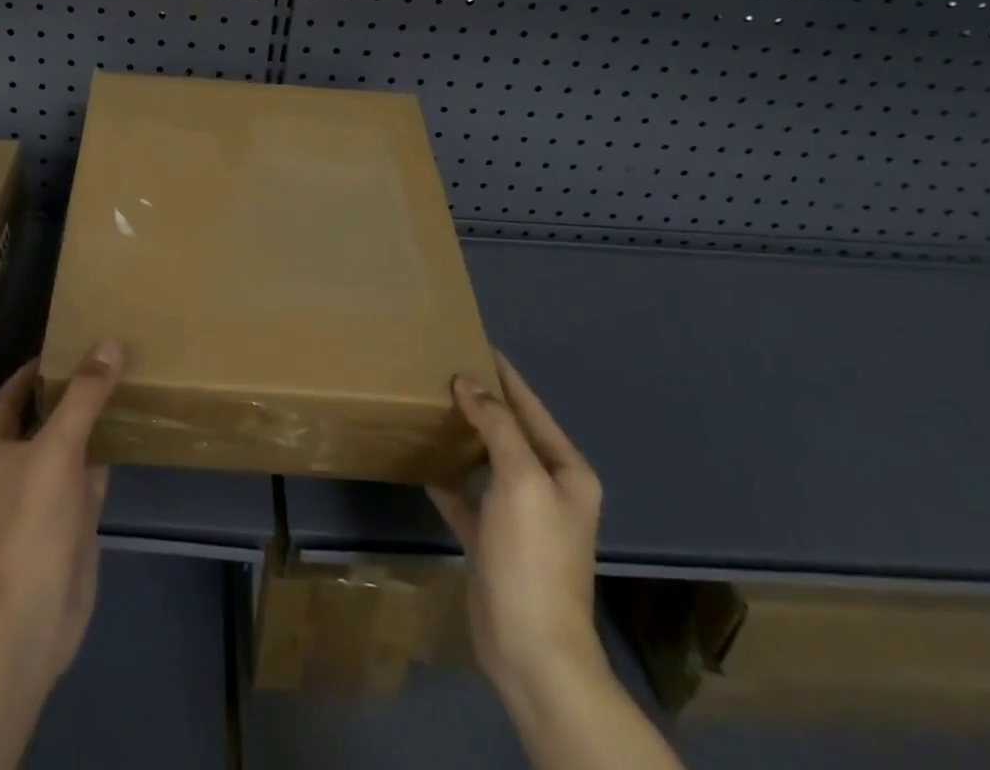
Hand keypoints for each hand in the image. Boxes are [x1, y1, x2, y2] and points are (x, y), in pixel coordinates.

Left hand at [0, 340, 122, 685]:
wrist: (35, 614)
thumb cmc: (32, 522)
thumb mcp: (58, 447)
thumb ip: (83, 396)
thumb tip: (108, 344)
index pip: (5, 401)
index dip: (25, 375)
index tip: (56, 352)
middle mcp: (18, 472)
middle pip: (40, 422)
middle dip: (64, 395)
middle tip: (98, 363)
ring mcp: (46, 500)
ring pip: (68, 449)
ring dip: (88, 424)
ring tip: (118, 389)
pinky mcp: (72, 523)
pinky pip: (89, 478)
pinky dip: (105, 457)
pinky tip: (127, 438)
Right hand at [427, 349, 608, 709]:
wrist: (530, 648)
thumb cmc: (533, 556)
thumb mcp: (521, 479)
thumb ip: (498, 425)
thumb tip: (469, 382)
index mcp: (566, 471)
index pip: (532, 408)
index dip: (506, 375)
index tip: (475, 342)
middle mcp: (547, 489)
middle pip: (510, 431)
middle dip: (481, 401)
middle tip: (442, 368)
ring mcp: (520, 517)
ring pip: (488, 460)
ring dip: (464, 434)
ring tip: (431, 404)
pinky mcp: (492, 540)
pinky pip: (468, 495)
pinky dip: (449, 477)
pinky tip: (423, 460)